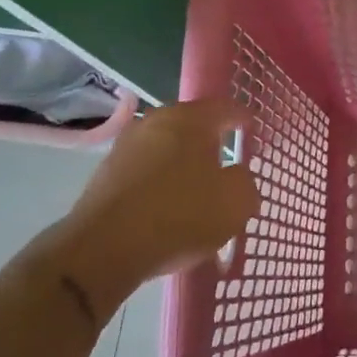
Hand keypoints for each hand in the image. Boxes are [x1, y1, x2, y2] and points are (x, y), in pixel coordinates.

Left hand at [41, 99, 259, 314]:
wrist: (104, 248)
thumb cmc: (180, 215)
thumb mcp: (235, 202)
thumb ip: (245, 182)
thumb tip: (235, 176)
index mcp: (189, 119)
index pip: (225, 108)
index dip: (242, 118)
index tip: (252, 129)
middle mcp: (154, 122)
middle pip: (191, 127)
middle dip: (210, 142)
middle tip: (227, 163)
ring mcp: (125, 147)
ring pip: (166, 150)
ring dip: (183, 165)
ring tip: (197, 191)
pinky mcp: (105, 175)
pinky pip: (146, 173)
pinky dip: (161, 184)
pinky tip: (169, 208)